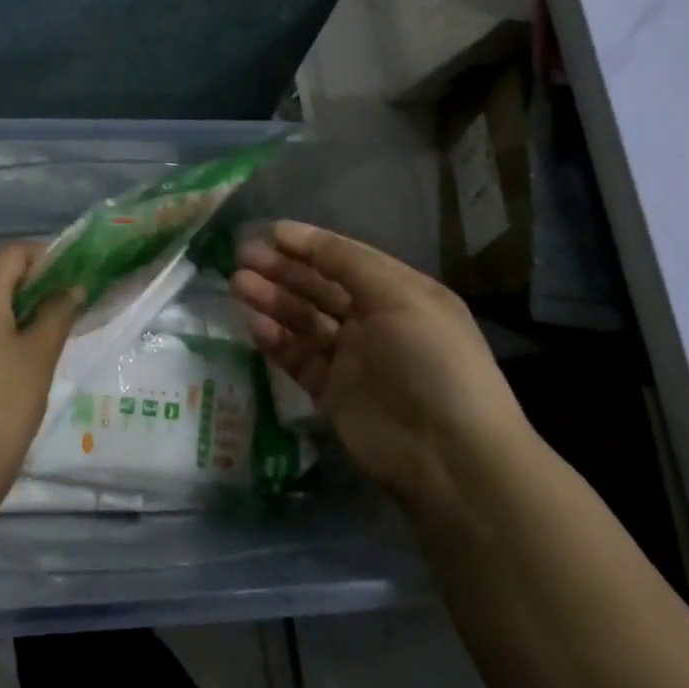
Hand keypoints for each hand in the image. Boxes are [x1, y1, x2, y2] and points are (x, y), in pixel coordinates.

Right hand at [232, 221, 528, 511]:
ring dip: (272, 300)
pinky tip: (254, 325)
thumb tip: (300, 235)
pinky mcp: (332, 393)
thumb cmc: (431, 360)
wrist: (449, 455)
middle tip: (243, 257)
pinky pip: (298, 358)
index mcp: (398, 293)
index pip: (345, 259)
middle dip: (283, 270)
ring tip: (239, 284)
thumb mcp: (400, 296)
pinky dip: (276, 340)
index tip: (269, 232)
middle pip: (319, 287)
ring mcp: (352, 358)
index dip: (308, 244)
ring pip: (303, 320)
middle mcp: (374, 321)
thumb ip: (348, 262)